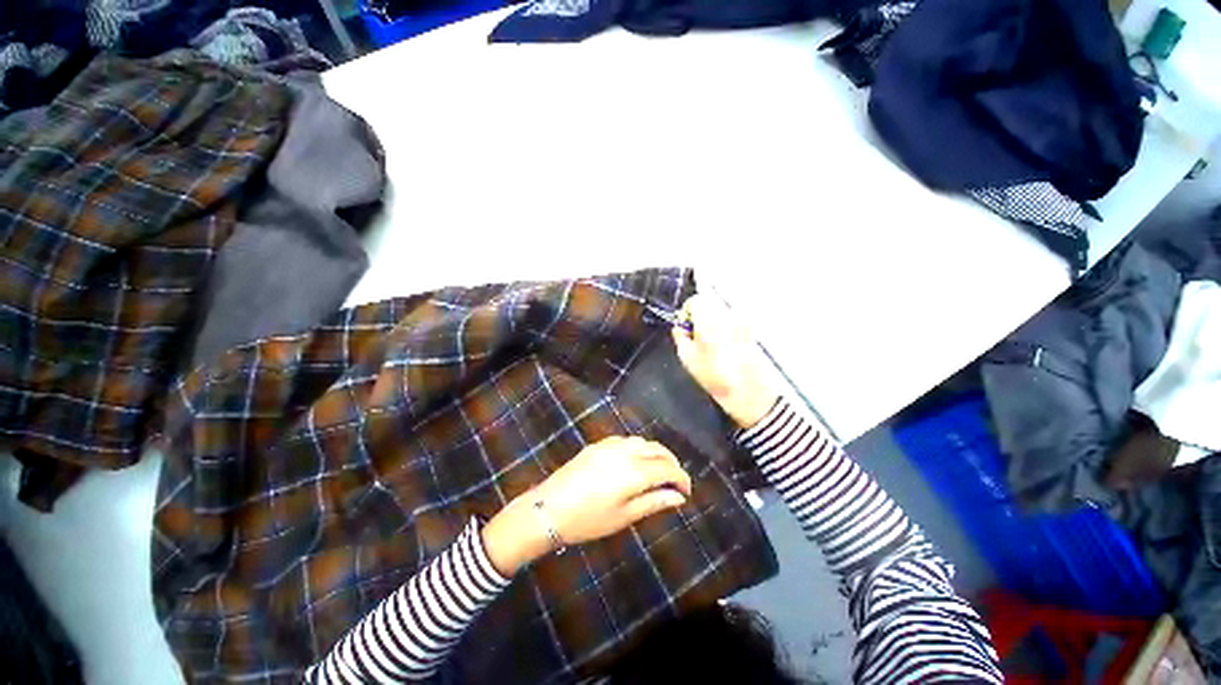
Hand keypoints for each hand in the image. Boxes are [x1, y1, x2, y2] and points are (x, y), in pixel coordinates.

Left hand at [482, 436, 691, 574]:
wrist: (549, 507)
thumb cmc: (589, 519)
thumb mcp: (624, 516)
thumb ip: (654, 502)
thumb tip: (679, 497)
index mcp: (635, 471)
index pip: (668, 468)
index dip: (682, 479)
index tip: (687, 492)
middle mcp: (626, 451)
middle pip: (658, 450)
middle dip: (672, 463)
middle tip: (676, 481)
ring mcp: (611, 445)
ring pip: (643, 441)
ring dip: (655, 453)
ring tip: (658, 470)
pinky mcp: (598, 444)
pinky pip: (626, 440)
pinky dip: (639, 448)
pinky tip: (636, 461)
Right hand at [671, 293, 778, 428]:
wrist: (749, 392)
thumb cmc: (714, 375)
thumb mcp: (687, 357)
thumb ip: (680, 336)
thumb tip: (680, 326)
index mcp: (710, 319)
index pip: (695, 300)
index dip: (687, 312)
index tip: (685, 327)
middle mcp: (727, 315)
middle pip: (709, 304)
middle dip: (699, 316)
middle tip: (695, 337)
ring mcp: (741, 322)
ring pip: (720, 313)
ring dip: (712, 322)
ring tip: (709, 345)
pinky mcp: (750, 331)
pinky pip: (731, 322)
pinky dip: (723, 329)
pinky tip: (722, 348)